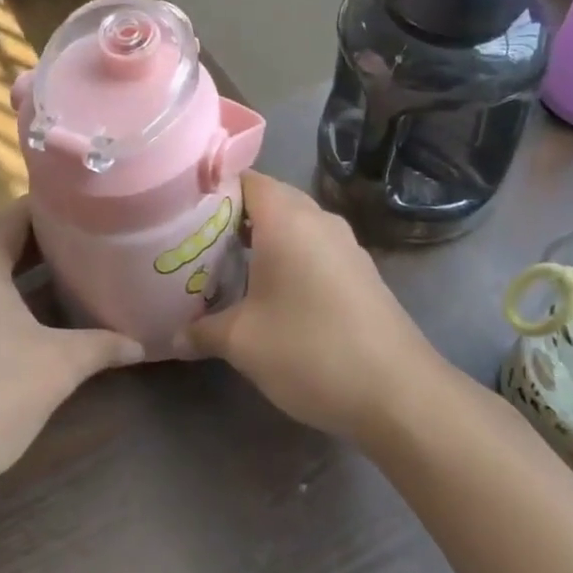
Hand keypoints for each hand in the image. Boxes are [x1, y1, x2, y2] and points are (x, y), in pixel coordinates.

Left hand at [0, 200, 142, 503]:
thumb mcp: (57, 367)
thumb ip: (103, 345)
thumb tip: (141, 344)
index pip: (19, 214)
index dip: (58, 208)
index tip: (96, 208)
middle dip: (41, 235)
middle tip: (89, 236)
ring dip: (18, 263)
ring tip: (66, 266)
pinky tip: (29, 310)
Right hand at [180, 172, 443, 444]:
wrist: (399, 394)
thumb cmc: (312, 351)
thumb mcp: (243, 343)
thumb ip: (202, 331)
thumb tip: (173, 337)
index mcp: (288, 219)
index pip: (244, 178)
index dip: (210, 189)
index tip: (179, 212)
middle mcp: (319, 220)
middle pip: (268, 199)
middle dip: (230, 217)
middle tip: (194, 242)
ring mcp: (345, 245)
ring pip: (293, 225)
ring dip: (260, 239)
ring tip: (224, 267)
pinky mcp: (360, 272)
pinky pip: (313, 248)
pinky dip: (287, 257)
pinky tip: (269, 293)